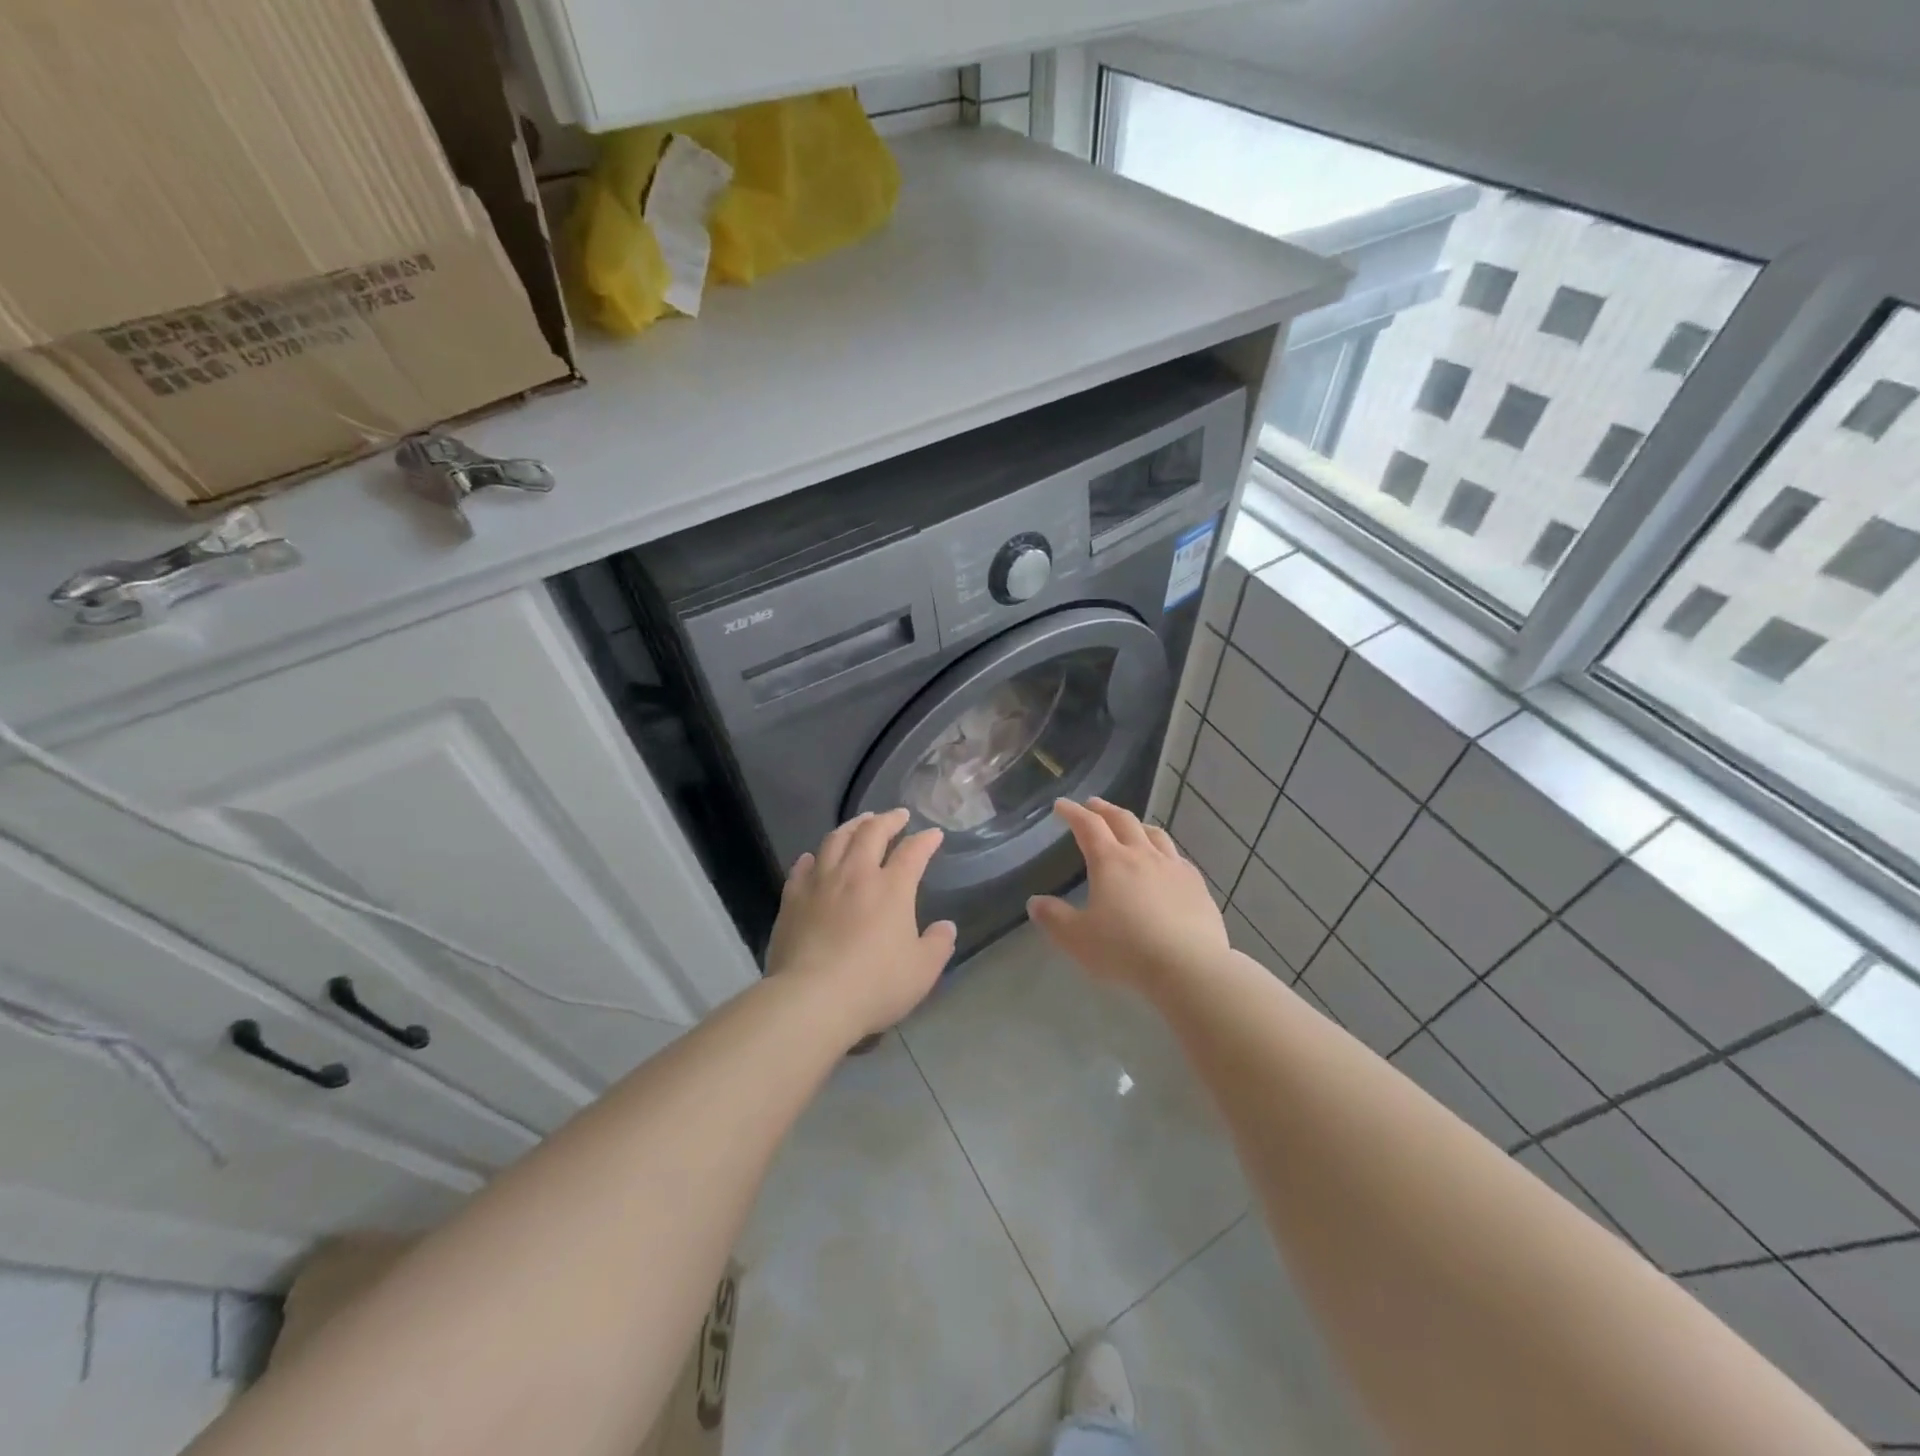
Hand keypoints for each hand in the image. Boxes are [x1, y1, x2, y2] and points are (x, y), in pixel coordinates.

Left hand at [765, 808, 956, 1042]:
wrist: (812, 999)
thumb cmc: (875, 984)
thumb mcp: (922, 971)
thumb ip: (938, 944)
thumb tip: (946, 927)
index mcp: (892, 887)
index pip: (913, 852)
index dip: (926, 840)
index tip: (934, 834)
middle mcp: (856, 874)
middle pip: (872, 833)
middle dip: (888, 819)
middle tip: (897, 815)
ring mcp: (820, 883)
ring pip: (836, 840)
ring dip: (852, 826)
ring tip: (860, 822)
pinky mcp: (792, 899)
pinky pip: (802, 867)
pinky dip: (814, 857)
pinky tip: (814, 857)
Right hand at [1027, 798, 1228, 994]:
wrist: (1189, 967)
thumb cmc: (1125, 950)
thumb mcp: (1077, 938)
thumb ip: (1054, 918)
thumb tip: (1035, 902)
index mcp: (1110, 861)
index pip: (1088, 825)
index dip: (1073, 812)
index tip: (1061, 805)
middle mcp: (1142, 855)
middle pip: (1123, 820)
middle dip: (1104, 809)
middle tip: (1092, 804)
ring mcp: (1173, 867)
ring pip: (1154, 834)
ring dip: (1137, 824)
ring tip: (1130, 826)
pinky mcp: (1197, 885)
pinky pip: (1177, 857)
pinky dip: (1163, 851)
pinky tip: (1165, 863)